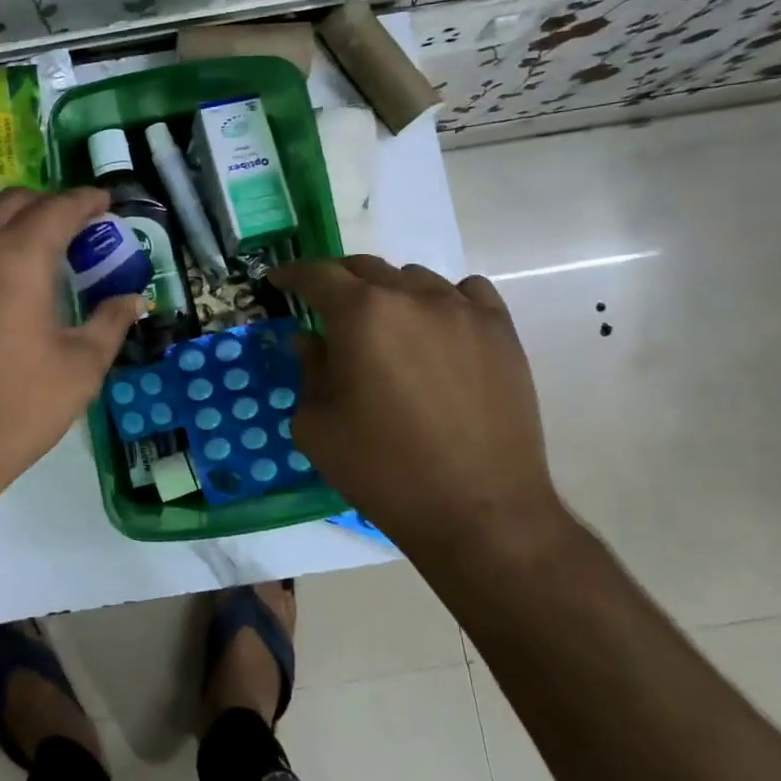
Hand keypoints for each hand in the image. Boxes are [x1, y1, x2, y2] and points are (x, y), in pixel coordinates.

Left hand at [0, 188, 140, 524]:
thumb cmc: (13, 412)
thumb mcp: (80, 371)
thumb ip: (110, 324)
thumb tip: (132, 299)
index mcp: (18, 257)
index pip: (59, 208)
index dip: (87, 201)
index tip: (104, 204)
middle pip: (14, 201)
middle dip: (49, 206)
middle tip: (71, 232)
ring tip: (14, 240)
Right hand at [270, 256, 564, 557]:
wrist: (479, 512)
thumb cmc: (383, 471)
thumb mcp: (317, 427)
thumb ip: (309, 371)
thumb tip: (311, 341)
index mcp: (360, 314)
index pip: (317, 275)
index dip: (292, 274)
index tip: (280, 281)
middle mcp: (412, 297)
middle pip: (365, 268)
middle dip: (338, 282)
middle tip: (326, 306)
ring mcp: (463, 311)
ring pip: (415, 278)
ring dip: (389, 293)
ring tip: (385, 326)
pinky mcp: (501, 332)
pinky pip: (466, 293)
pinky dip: (443, 299)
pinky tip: (438, 328)